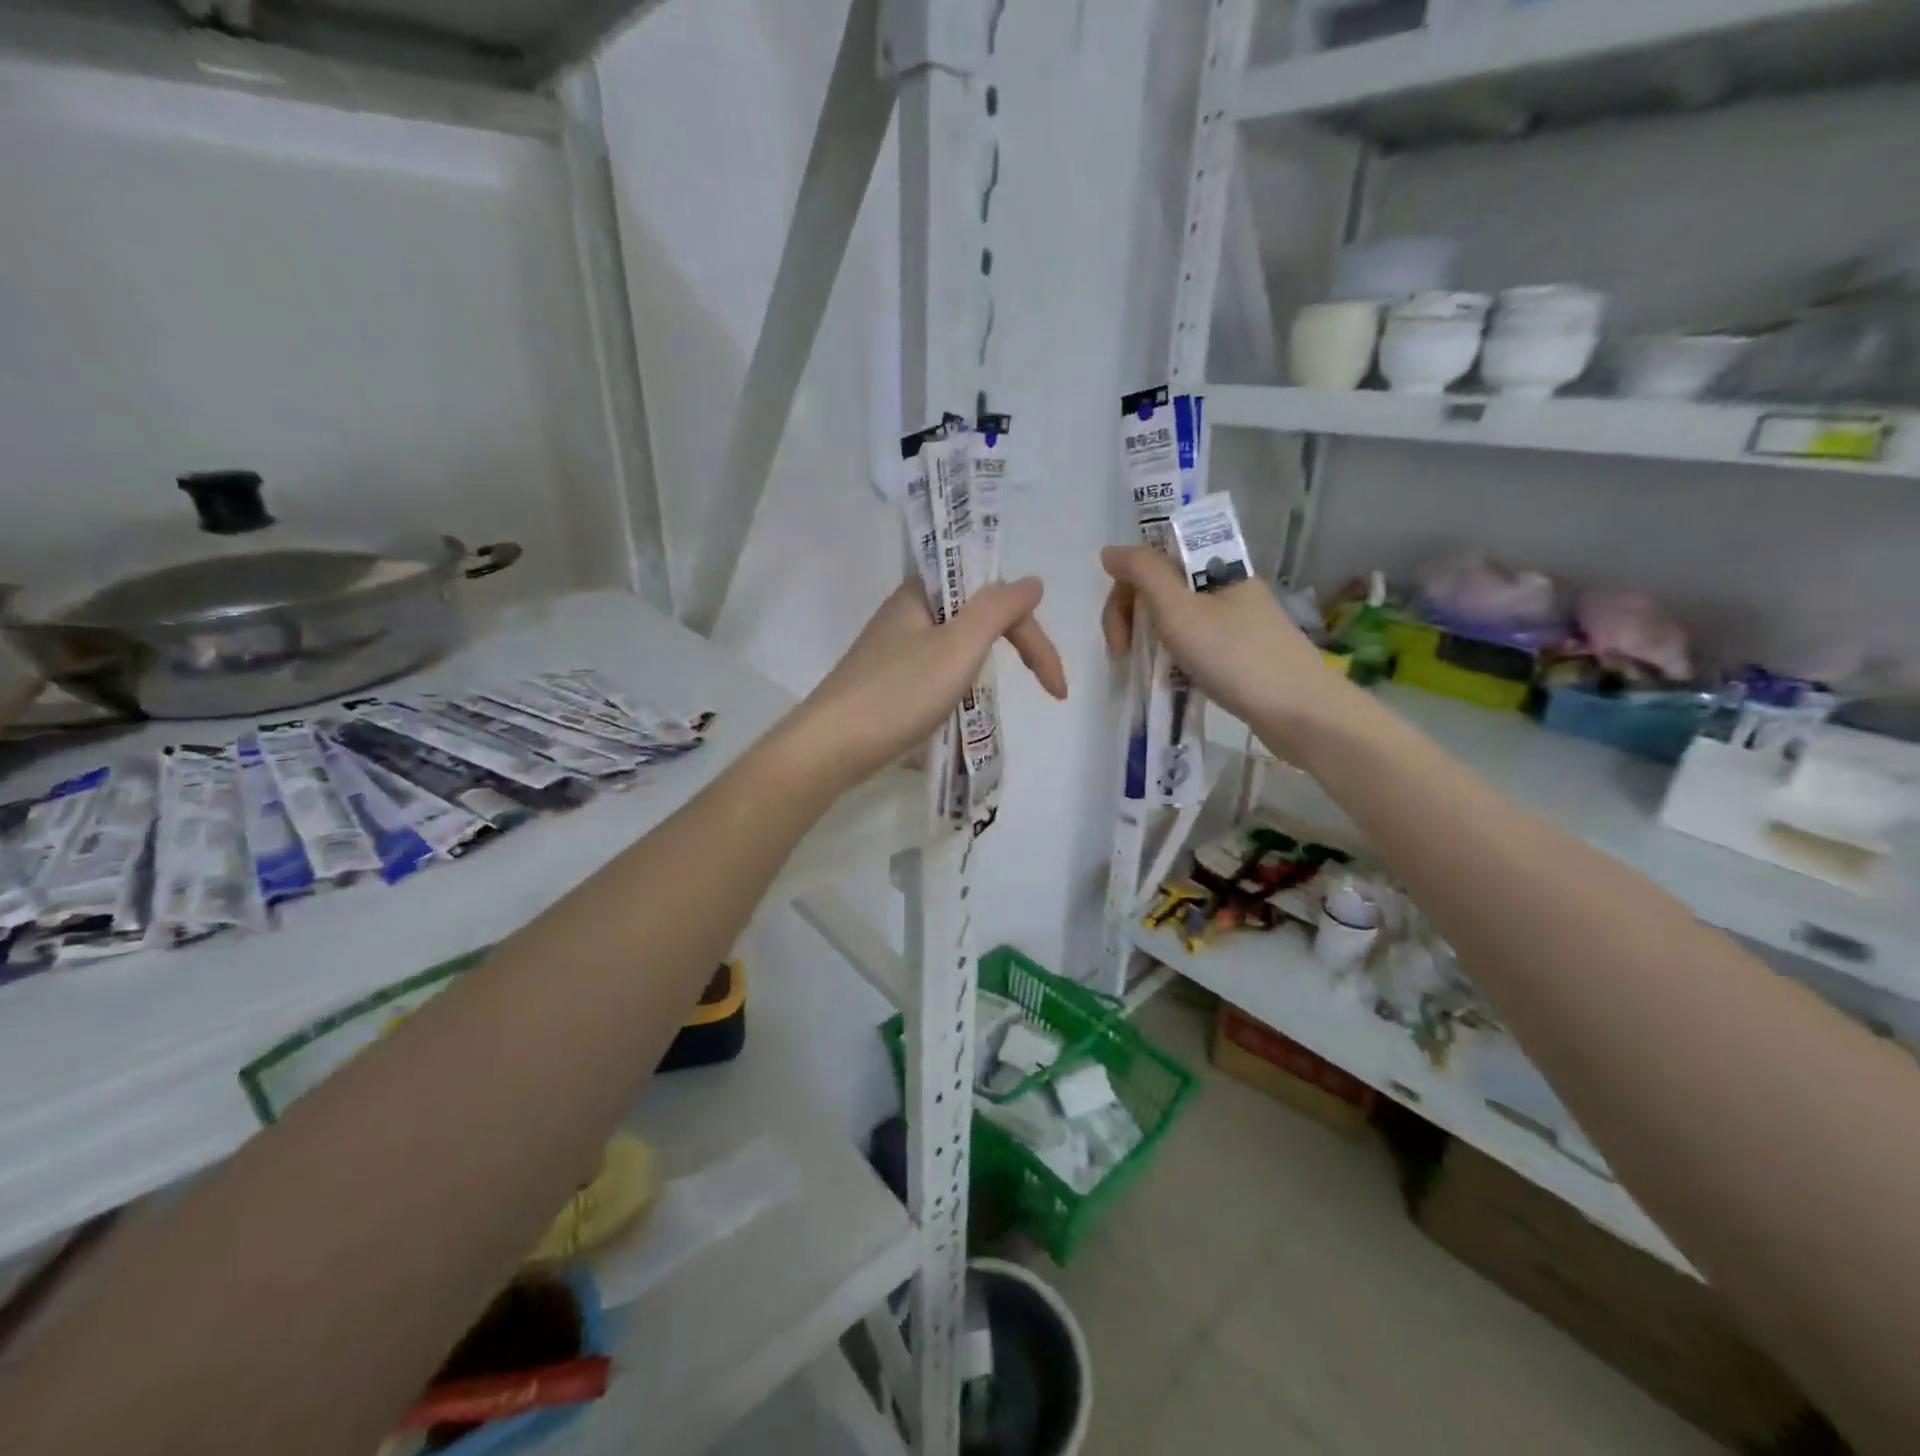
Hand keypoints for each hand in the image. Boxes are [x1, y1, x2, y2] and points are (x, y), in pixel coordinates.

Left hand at [777, 577, 1066, 794]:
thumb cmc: (898, 694)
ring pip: (959, 643)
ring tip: (1001, 697)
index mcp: (923, 593)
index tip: (1055, 687)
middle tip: (1047, 687)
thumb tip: (1032, 581)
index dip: (1034, 636)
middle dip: (1018, 646)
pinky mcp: (888, 679)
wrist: (830, 748)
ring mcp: (895, 647)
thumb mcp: (957, 646)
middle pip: (980, 615)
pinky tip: (962, 704)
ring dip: (989, 664)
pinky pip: (938, 668)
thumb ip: (998, 608)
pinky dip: (962, 683)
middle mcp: (908, 611)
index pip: (997, 597)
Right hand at [1100, 545, 1361, 757]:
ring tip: (1145, 671)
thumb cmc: (1235, 657)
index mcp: (1214, 566)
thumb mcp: (1180, 611)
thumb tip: (1110, 551)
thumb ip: (1143, 574)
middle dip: (1132, 619)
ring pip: (1173, 618)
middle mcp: (1224, 586)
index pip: (1152, 561)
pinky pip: (1191, 642)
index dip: (1125, 592)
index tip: (1120, 635)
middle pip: (1160, 588)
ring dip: (1150, 640)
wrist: (1299, 712)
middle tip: (1124, 657)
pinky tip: (1170, 679)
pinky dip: (1172, 657)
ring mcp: (1233, 620)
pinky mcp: (1238, 652)